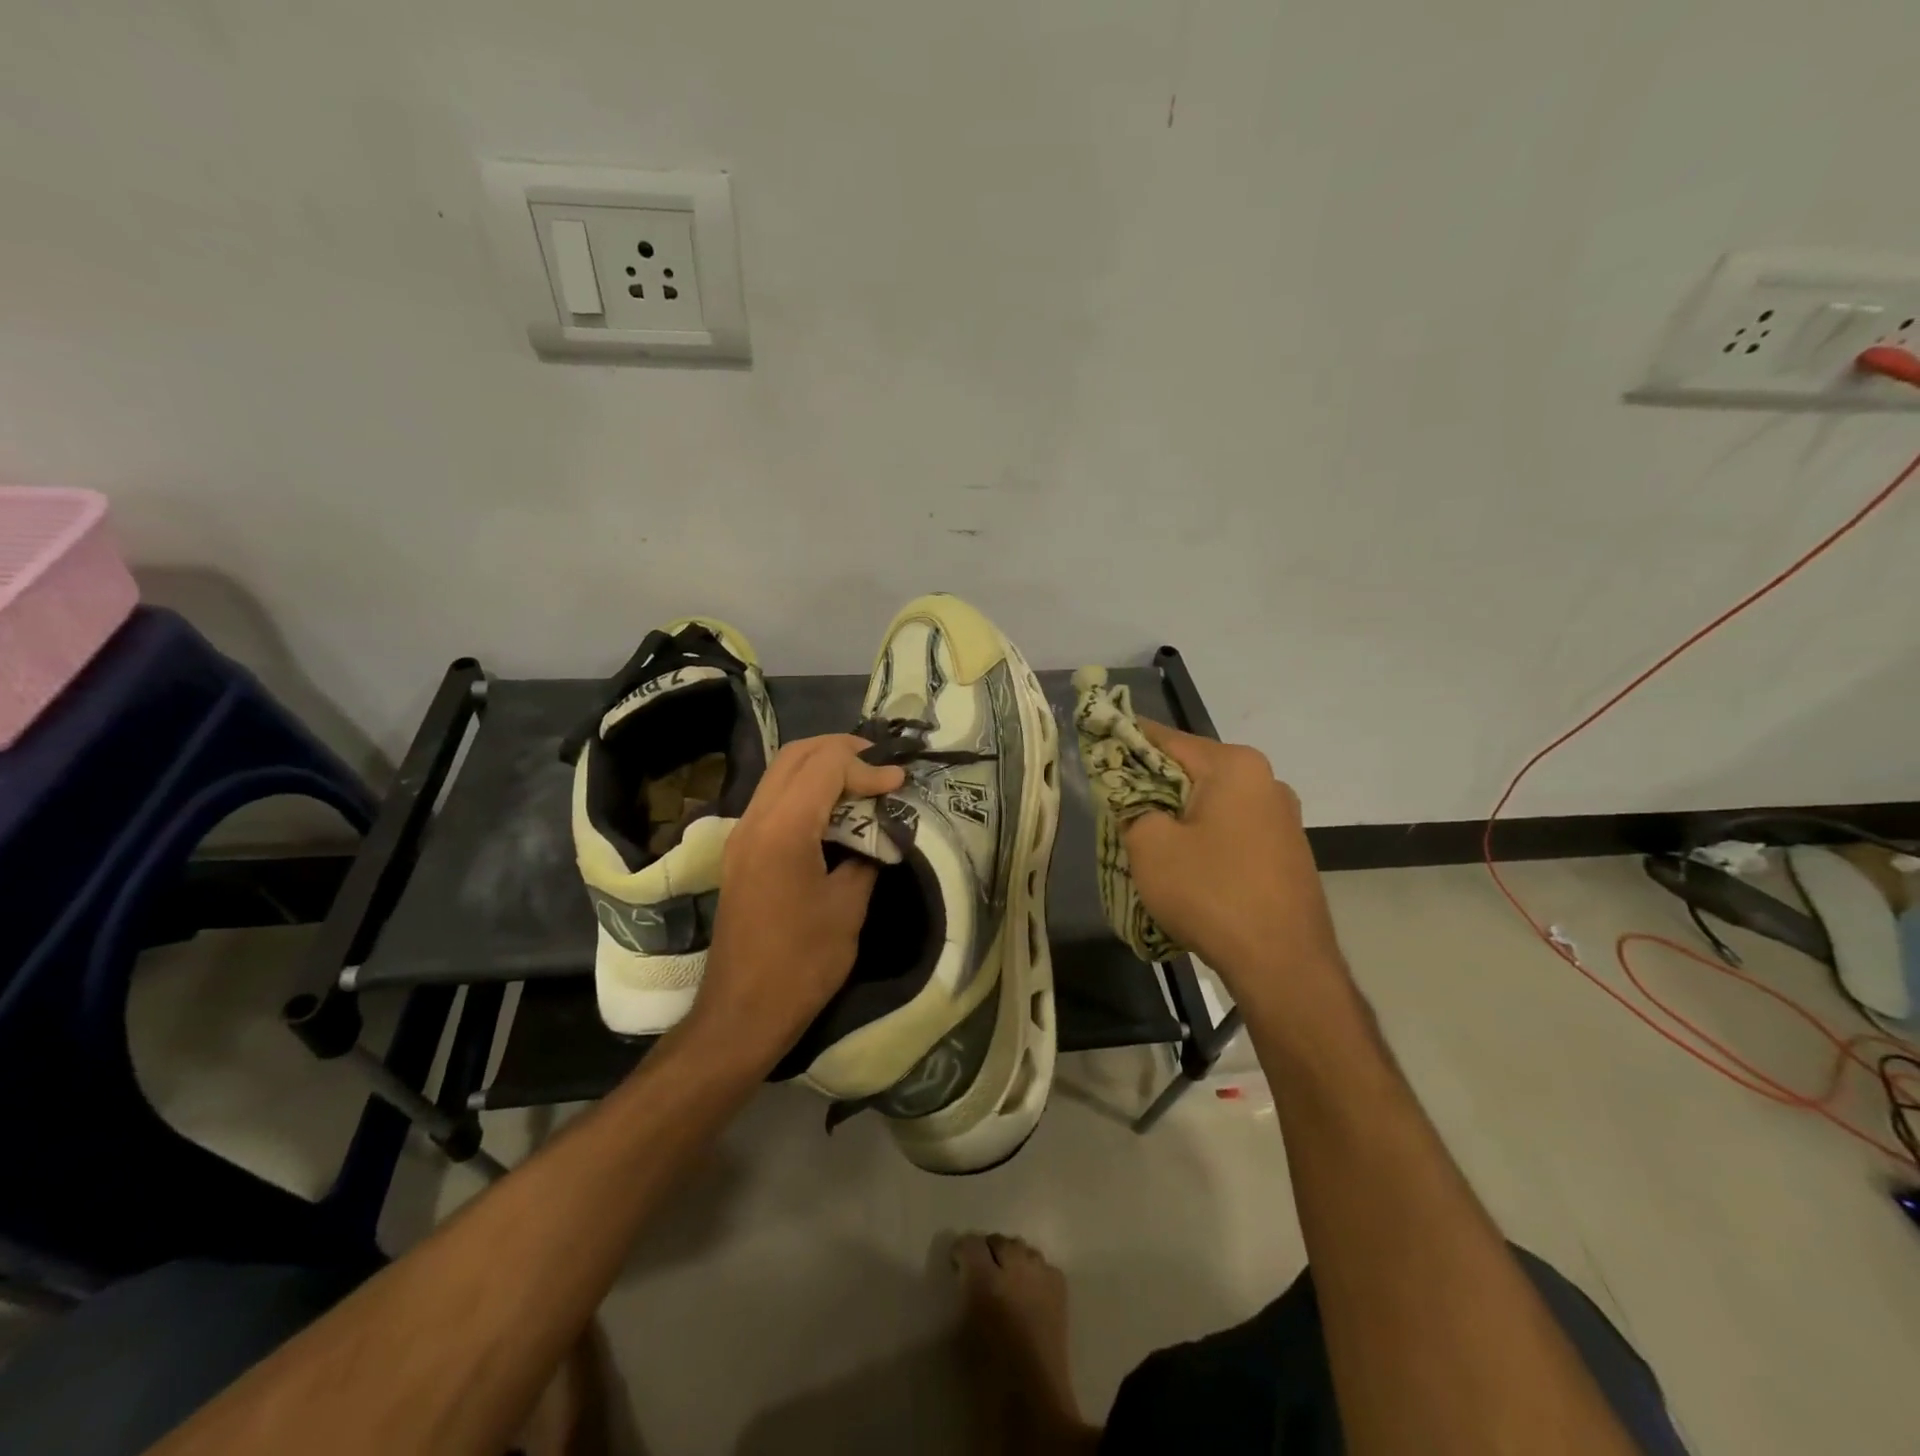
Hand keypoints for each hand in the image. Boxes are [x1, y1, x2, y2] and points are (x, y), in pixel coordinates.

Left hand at [686, 735, 904, 1067]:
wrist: (742, 1012)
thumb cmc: (802, 964)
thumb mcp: (848, 908)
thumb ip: (866, 856)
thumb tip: (880, 833)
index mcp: (783, 831)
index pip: (825, 766)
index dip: (868, 766)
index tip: (900, 784)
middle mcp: (755, 820)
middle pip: (796, 755)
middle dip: (842, 751)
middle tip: (881, 767)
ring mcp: (742, 834)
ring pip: (782, 772)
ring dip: (823, 766)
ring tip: (864, 781)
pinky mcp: (742, 850)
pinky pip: (774, 797)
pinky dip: (807, 789)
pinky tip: (836, 810)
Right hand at [1121, 721, 1344, 1005]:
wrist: (1284, 964)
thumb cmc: (1210, 892)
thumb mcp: (1150, 846)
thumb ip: (1132, 806)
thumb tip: (1134, 798)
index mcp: (1233, 765)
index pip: (1165, 738)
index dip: (1125, 742)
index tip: (1096, 749)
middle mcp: (1266, 780)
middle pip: (1192, 770)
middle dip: (1152, 784)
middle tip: (1117, 806)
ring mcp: (1283, 817)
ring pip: (1212, 802)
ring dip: (1179, 814)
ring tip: (1150, 841)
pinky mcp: (1288, 850)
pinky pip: (1233, 829)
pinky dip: (1205, 837)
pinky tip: (1188, 866)